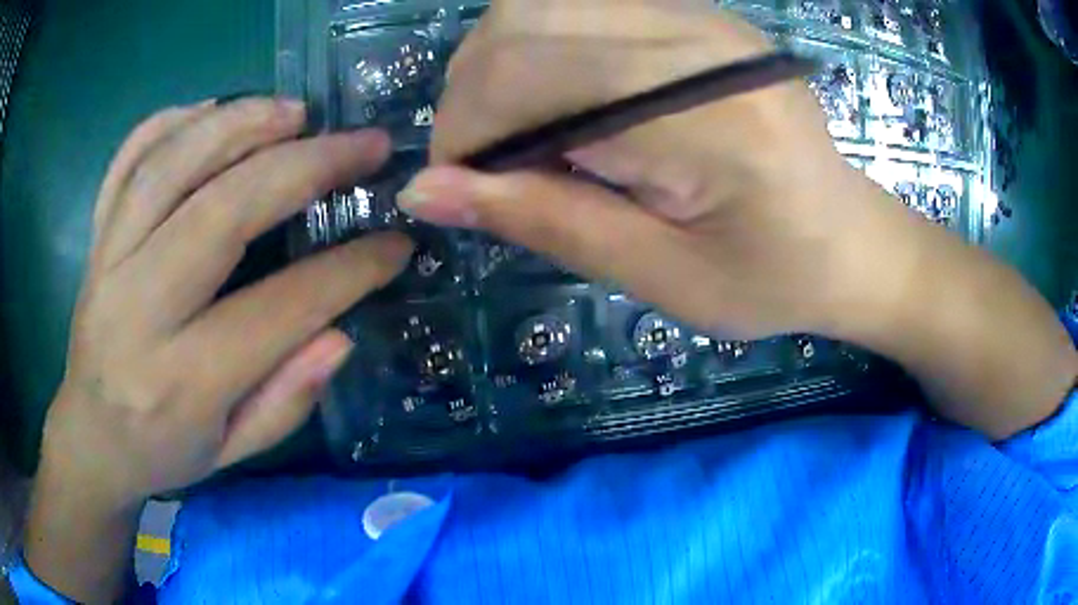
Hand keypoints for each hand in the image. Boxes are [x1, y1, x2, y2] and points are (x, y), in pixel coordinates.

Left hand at [41, 98, 412, 507]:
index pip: (277, 309)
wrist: (90, 438)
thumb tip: (341, 333)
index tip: (396, 242)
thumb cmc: (163, 453)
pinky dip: (171, 121)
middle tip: (363, 144)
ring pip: (170, 167)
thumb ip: (286, 401)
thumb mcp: (233, 453)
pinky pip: (128, 160)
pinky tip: (214, 110)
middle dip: (303, 167)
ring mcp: (108, 263)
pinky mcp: (96, 239)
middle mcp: (138, 311)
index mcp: (181, 382)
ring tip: (296, 112)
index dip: (349, 271)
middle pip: (219, 213)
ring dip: (239, 124)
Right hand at [400, 0, 895, 339]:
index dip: (464, 131)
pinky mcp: (694, 14)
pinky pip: (575, 6)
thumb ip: (543, 220)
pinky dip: (538, 50)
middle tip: (489, 165)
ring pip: (536, 5)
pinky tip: (561, 102)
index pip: (525, 77)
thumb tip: (423, 191)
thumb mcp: (658, 277)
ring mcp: (698, 14)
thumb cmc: (771, 279)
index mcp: (707, 114)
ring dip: (499, 68)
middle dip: (471, 95)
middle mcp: (699, 37)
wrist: (848, 241)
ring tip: (524, 136)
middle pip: (519, 24)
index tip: (460, 189)